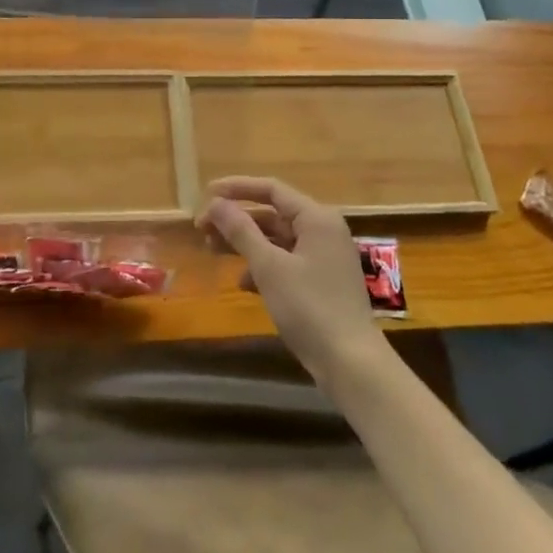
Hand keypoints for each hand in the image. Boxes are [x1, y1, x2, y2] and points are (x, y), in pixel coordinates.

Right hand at [197, 176, 383, 380]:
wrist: (351, 363)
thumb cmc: (309, 307)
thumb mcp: (269, 267)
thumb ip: (241, 231)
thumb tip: (215, 203)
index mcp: (316, 218)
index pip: (271, 189)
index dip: (237, 188)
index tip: (206, 194)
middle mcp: (323, 231)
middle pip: (272, 214)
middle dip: (236, 220)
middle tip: (202, 228)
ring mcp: (324, 257)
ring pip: (277, 240)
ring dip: (245, 243)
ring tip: (213, 251)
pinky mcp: (321, 282)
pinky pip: (286, 262)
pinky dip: (263, 267)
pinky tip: (242, 283)